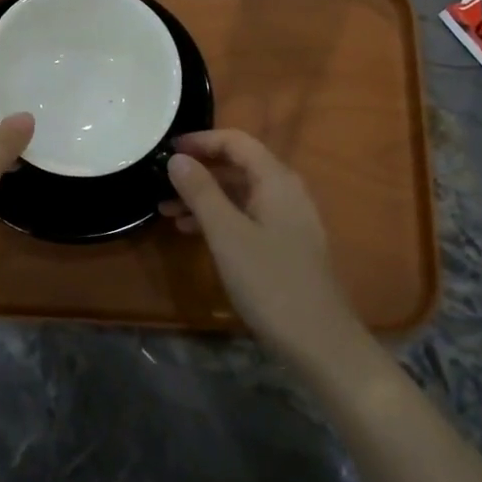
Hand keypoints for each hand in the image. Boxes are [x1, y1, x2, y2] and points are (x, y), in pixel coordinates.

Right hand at [162, 130, 365, 362]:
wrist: (319, 341)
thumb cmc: (269, 281)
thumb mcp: (226, 234)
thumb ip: (200, 192)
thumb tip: (177, 159)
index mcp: (276, 179)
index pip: (236, 141)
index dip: (201, 141)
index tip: (167, 150)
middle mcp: (286, 191)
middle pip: (238, 165)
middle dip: (199, 171)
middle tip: (161, 184)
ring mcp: (288, 219)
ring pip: (240, 193)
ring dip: (205, 197)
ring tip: (167, 212)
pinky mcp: (286, 244)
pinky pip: (247, 216)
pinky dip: (220, 217)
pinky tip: (194, 233)